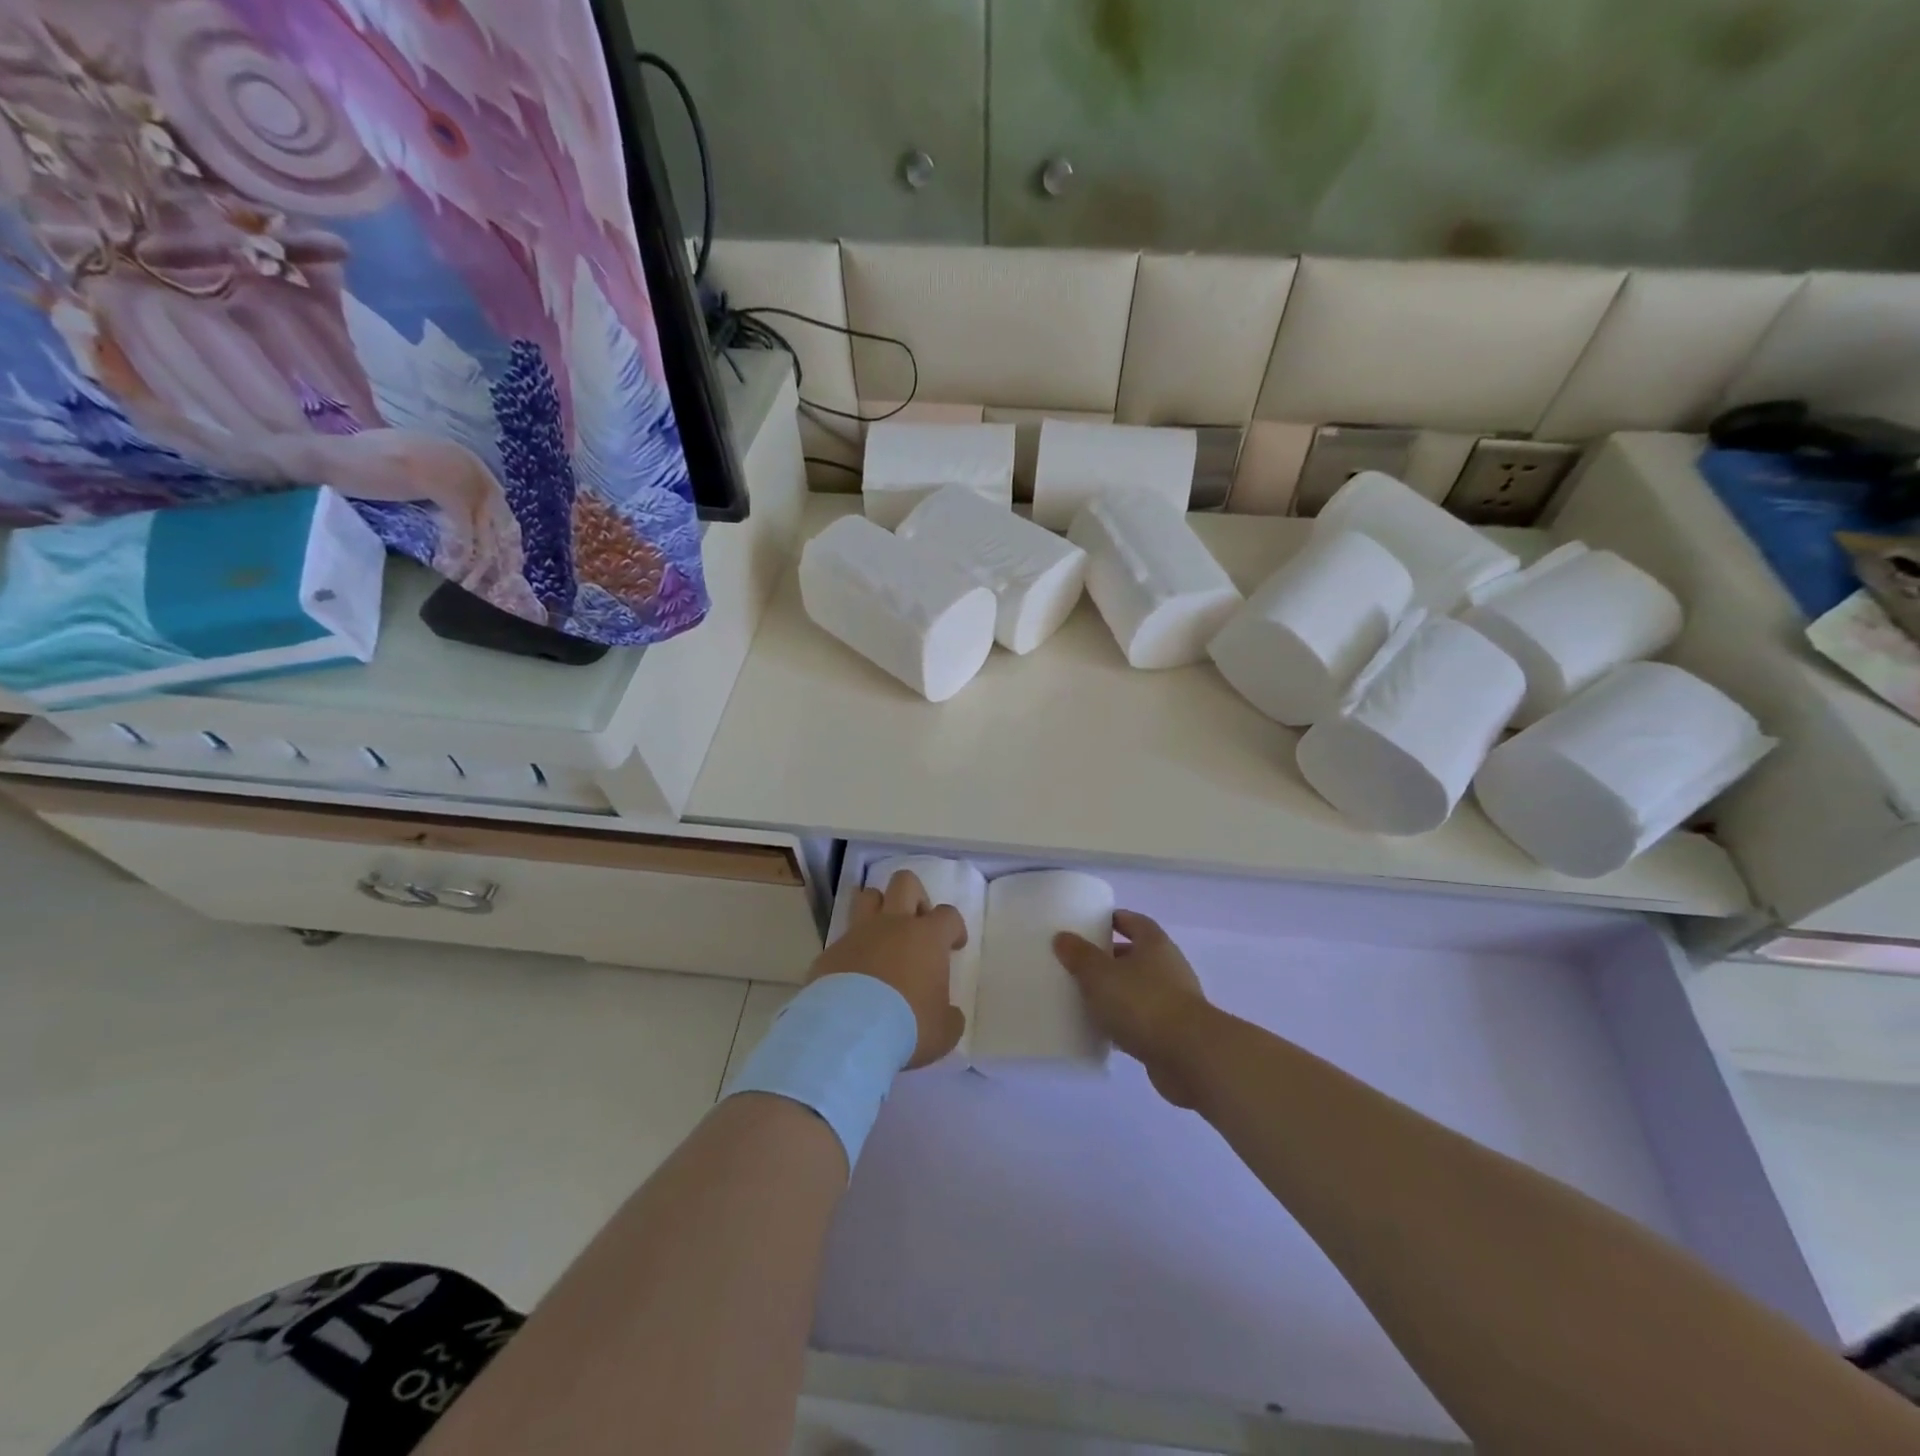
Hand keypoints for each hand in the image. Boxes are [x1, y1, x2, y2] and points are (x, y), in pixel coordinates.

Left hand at [807, 870, 967, 1069]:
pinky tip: (852, 976)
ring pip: (867, 897)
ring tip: (882, 937)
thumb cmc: (907, 1025)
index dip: (954, 928)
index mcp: (927, 937)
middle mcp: (893, 924)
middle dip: (915, 897)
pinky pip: (842, 940)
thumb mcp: (943, 1030)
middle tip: (917, 926)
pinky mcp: (830, 951)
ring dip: (878, 909)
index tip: (954, 946)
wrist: (848, 1031)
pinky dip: (851, 951)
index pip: (948, 915)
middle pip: (905, 883)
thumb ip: (949, 1016)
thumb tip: (949, 1015)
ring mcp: (858, 934)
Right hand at [1053, 910, 1213, 1107]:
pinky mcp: (1173, 1032)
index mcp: (1154, 944)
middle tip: (1080, 963)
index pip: (1134, 922)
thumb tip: (1063, 937)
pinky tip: (1103, 1031)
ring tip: (1086, 997)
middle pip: (1136, 955)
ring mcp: (1174, 1001)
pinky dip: (1124, 1021)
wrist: (1189, 1056)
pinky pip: (1142, 1019)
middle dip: (1110, 958)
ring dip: (1117, 992)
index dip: (1114, 920)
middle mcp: (1168, 967)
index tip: (1090, 924)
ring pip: (1138, 989)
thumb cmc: (1142, 1003)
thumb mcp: (1100, 974)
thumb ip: (1080, 955)